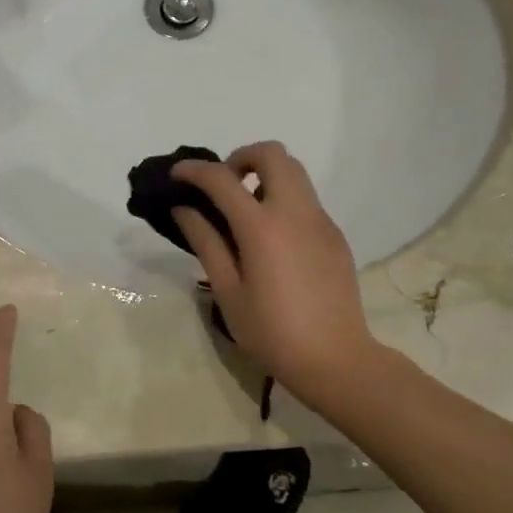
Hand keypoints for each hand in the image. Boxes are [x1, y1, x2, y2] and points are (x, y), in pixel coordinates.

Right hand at [172, 142, 391, 403]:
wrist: (335, 359)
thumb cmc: (272, 331)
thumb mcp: (228, 291)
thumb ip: (206, 242)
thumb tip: (184, 209)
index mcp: (262, 228)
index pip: (221, 179)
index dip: (194, 170)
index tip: (176, 175)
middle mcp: (295, 212)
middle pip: (272, 154)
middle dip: (240, 157)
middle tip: (222, 186)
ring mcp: (320, 221)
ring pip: (295, 171)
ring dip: (265, 174)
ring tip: (244, 210)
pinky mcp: (334, 235)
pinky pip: (306, 199)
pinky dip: (282, 198)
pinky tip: (270, 238)